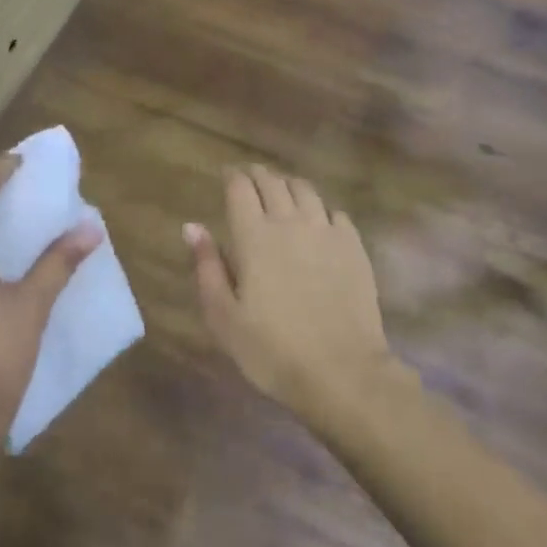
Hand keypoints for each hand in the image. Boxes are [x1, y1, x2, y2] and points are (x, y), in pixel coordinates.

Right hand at [188, 165, 408, 430]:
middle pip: (272, 182)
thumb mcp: (224, 317)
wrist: (342, 372)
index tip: (226, 175)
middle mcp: (290, 222)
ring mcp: (326, 231)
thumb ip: (207, 266)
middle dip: (257, 174)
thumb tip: (192, 226)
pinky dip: (320, 209)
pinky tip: (318, 220)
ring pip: (305, 190)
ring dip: (288, 184)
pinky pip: (334, 212)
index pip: (240, 188)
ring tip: (282, 190)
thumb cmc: (272, 349)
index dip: (231, 176)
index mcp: (254, 236)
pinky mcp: (354, 246)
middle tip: (249, 177)